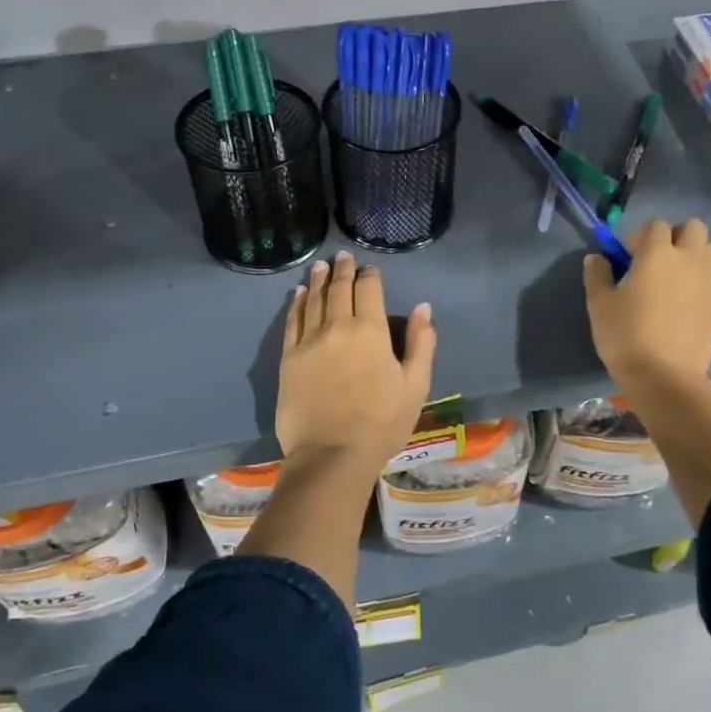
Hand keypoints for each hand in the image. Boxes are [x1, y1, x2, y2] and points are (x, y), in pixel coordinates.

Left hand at [276, 251, 435, 479]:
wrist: (331, 455)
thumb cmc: (382, 423)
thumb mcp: (415, 385)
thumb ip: (421, 342)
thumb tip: (423, 308)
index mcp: (371, 331)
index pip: (368, 289)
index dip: (369, 275)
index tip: (369, 268)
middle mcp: (337, 326)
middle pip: (338, 288)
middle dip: (342, 270)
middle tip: (342, 256)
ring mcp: (309, 341)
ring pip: (312, 300)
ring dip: (317, 280)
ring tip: (320, 266)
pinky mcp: (288, 358)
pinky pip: (292, 321)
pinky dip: (296, 304)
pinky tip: (297, 294)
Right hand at [584, 218, 710, 398]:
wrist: (663, 376)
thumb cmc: (625, 335)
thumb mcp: (599, 304)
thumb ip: (597, 274)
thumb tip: (597, 257)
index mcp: (657, 252)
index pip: (655, 224)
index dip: (640, 236)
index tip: (628, 257)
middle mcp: (688, 259)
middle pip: (693, 227)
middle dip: (676, 236)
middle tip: (657, 260)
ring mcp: (709, 281)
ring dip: (695, 256)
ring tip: (677, 278)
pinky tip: (696, 297)